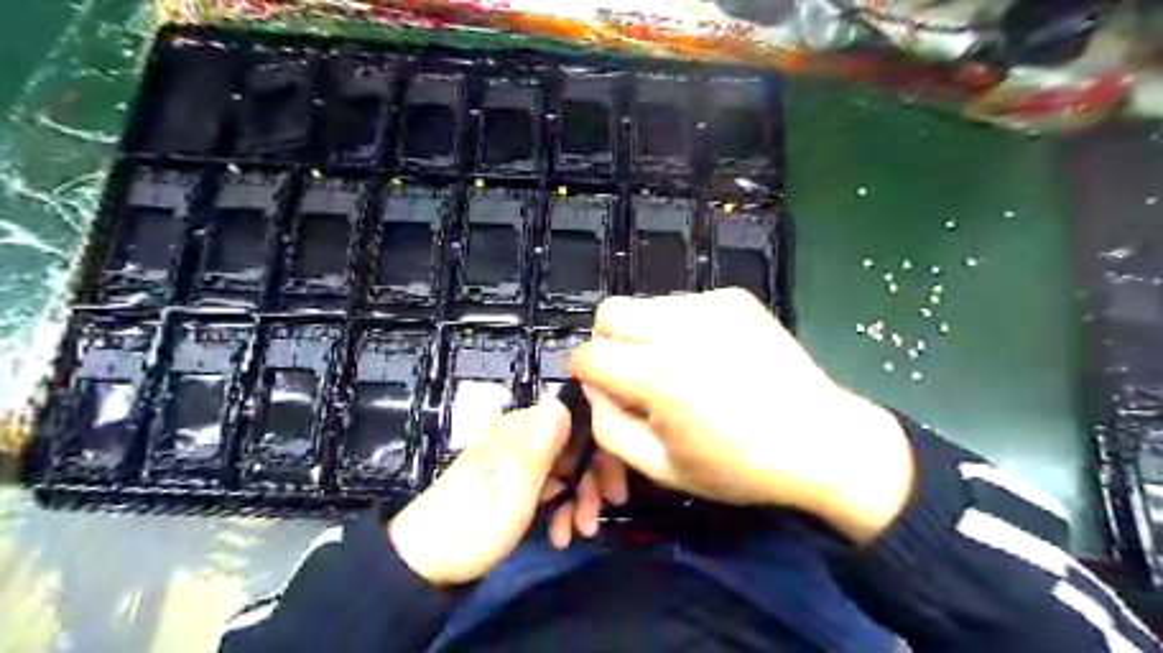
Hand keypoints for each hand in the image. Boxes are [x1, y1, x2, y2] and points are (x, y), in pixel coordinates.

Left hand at [389, 397, 627, 587]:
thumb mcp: (512, 488)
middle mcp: (521, 436)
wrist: (424, 565)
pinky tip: (561, 536)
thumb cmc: (473, 525)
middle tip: (599, 516)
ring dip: (578, 500)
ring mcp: (518, 460)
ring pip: (566, 468)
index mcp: (520, 428)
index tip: (613, 489)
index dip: (601, 451)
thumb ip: (541, 444)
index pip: (576, 420)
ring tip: (580, 534)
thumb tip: (562, 398)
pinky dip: (560, 508)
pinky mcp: (514, 482)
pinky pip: (550, 486)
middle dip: (591, 481)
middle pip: (574, 446)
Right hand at [572, 288, 917, 543]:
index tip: (604, 390)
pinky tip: (709, 355)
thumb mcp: (660, 467)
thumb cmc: (738, 467)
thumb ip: (609, 427)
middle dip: (607, 342)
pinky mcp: (734, 298)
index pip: (588, 355)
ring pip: (647, 305)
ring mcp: (710, 306)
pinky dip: (680, 327)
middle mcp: (679, 329)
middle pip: (609, 312)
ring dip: (645, 333)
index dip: (586, 375)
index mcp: (658, 376)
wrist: (821, 441)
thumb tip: (594, 386)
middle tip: (631, 372)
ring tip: (676, 365)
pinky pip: (684, 304)